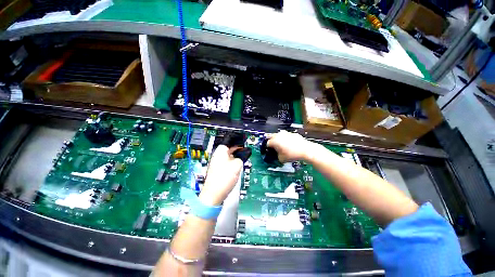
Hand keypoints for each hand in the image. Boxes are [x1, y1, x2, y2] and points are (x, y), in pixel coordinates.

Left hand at [199, 145, 243, 205]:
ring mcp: (216, 163)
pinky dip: (232, 163)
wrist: (214, 194)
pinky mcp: (217, 170)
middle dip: (237, 149)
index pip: (229, 141)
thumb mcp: (237, 164)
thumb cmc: (224, 177)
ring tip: (243, 158)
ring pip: (228, 156)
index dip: (238, 141)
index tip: (244, 142)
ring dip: (235, 156)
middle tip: (245, 150)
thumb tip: (243, 155)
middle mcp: (217, 155)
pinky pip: (226, 163)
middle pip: (229, 148)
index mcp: (221, 150)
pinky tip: (237, 166)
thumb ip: (241, 157)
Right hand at [267, 130, 316, 161]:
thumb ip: (277, 156)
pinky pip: (287, 136)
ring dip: (279, 140)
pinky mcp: (293, 134)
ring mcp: (286, 133)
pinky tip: (289, 145)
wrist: (306, 150)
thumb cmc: (293, 154)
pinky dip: (286, 139)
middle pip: (272, 137)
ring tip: (282, 146)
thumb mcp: (281, 159)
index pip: (267, 143)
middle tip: (274, 148)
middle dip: (272, 142)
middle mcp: (279, 135)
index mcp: (274, 141)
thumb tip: (278, 155)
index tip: (269, 151)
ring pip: (279, 136)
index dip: (267, 148)